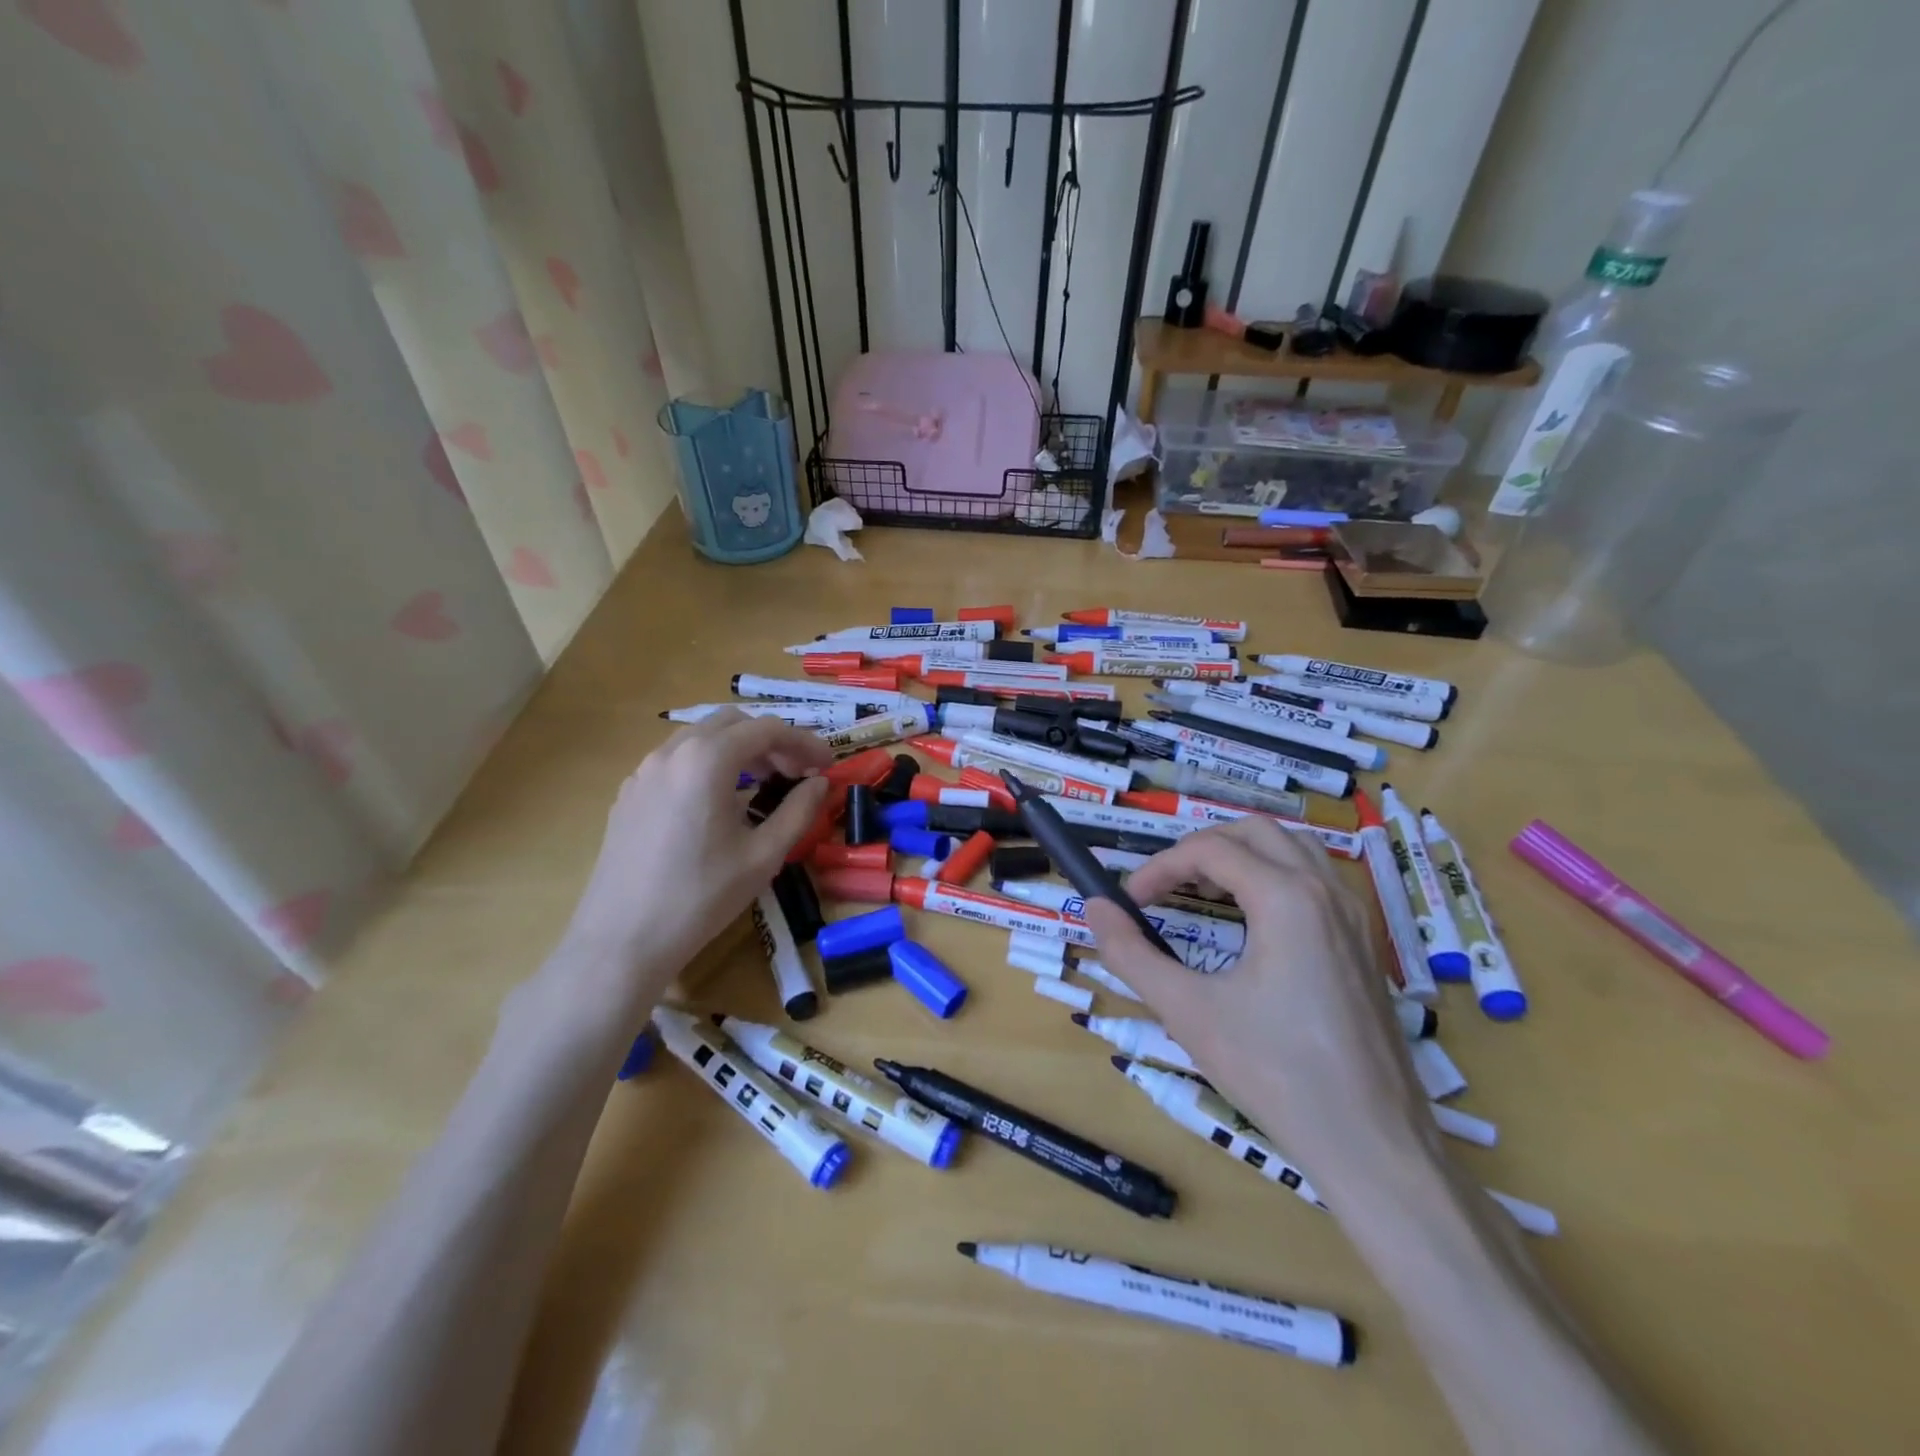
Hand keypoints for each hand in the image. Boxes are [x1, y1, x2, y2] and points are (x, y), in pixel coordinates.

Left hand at [557, 711, 831, 1008]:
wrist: (623, 940)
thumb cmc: (701, 897)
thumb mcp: (763, 856)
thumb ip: (798, 811)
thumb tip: (819, 784)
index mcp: (708, 760)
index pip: (768, 730)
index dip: (804, 742)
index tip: (827, 766)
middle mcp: (672, 752)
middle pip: (732, 723)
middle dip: (771, 740)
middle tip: (796, 772)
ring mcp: (644, 771)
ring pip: (700, 737)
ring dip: (738, 749)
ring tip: (762, 783)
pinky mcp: (629, 794)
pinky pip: (676, 761)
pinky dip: (708, 764)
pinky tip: (718, 803)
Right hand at [1081, 817, 1433, 1194]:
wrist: (1374, 1146)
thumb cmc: (1275, 1073)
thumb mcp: (1188, 1011)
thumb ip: (1131, 954)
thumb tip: (1094, 907)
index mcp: (1286, 898)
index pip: (1209, 850)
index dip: (1159, 867)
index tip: (1128, 900)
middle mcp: (1326, 892)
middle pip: (1254, 831)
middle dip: (1201, 847)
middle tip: (1165, 885)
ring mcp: (1354, 917)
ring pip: (1293, 848)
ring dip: (1242, 855)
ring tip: (1204, 891)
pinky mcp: (1365, 944)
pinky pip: (1316, 880)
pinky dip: (1275, 876)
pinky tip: (1254, 922)